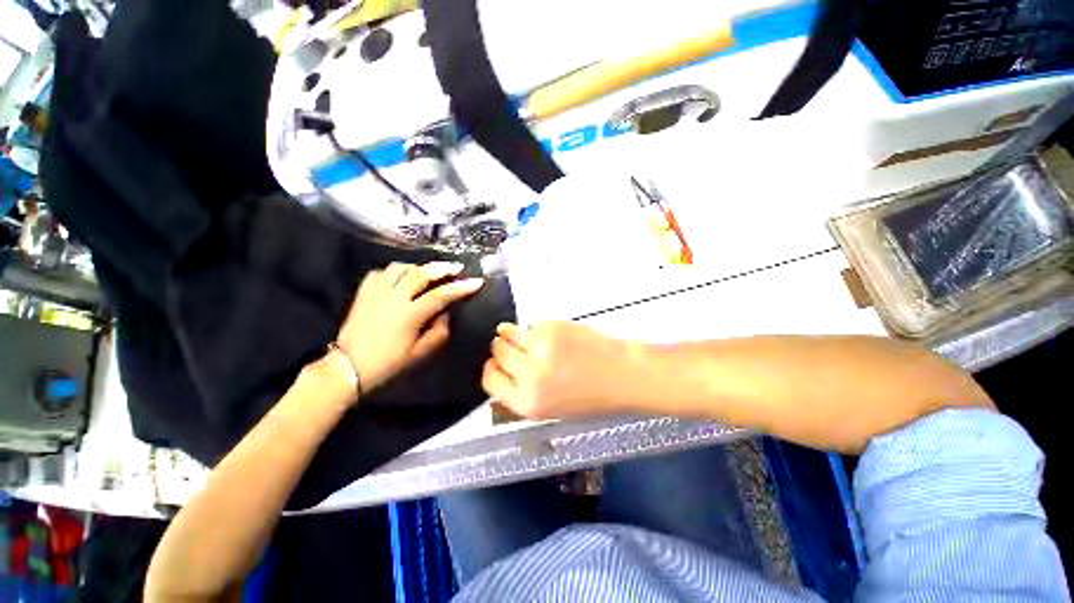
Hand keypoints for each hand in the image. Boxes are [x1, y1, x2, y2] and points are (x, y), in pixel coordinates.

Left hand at [336, 262, 483, 391]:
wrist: (348, 366)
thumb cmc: (387, 363)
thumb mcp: (420, 353)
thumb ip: (439, 332)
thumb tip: (445, 314)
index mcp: (410, 314)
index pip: (441, 294)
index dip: (461, 287)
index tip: (477, 282)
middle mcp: (394, 297)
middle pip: (421, 273)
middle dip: (443, 268)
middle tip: (457, 267)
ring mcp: (376, 292)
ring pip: (401, 267)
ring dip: (419, 267)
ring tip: (429, 272)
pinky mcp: (364, 292)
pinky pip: (381, 272)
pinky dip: (395, 271)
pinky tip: (401, 278)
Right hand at [481, 321, 633, 419]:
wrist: (624, 376)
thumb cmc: (593, 396)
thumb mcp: (551, 409)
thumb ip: (523, 393)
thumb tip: (502, 372)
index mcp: (527, 403)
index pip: (489, 380)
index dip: (491, 369)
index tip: (494, 362)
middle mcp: (529, 376)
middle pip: (497, 352)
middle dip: (501, 348)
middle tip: (511, 346)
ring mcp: (540, 348)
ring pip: (509, 333)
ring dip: (511, 333)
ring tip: (524, 336)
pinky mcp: (551, 328)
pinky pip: (531, 324)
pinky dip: (536, 328)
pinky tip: (549, 335)